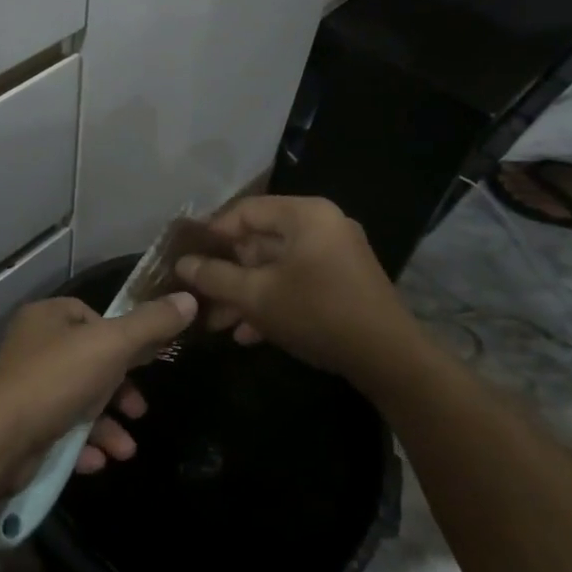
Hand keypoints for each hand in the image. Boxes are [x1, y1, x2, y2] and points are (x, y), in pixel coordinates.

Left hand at [0, 293, 196, 475]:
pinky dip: (82, 445)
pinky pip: (61, 431)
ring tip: (125, 450)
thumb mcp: (111, 345)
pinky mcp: (22, 425)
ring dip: (106, 426)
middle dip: (119, 391)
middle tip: (139, 411)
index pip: (92, 316)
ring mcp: (25, 388)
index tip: (144, 362)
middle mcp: (33, 347)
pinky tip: (97, 461)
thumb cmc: (56, 379)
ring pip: (78, 401)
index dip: (121, 338)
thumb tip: (189, 299)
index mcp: (48, 317)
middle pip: (90, 362)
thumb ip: (151, 325)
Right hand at [173, 196, 433, 387]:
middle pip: (259, 241)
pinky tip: (246, 334)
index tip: (186, 259)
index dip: (211, 234)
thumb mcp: (257, 296)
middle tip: (197, 296)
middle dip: (226, 273)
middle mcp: (322, 226)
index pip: (244, 211)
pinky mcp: (342, 284)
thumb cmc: (317, 313)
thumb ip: (215, 277)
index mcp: (305, 215)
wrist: (390, 360)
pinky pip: (297, 283)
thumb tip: (182, 264)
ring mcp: (335, 256)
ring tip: (215, 322)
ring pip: (276, 267)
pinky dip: (271, 302)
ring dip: (244, 293)